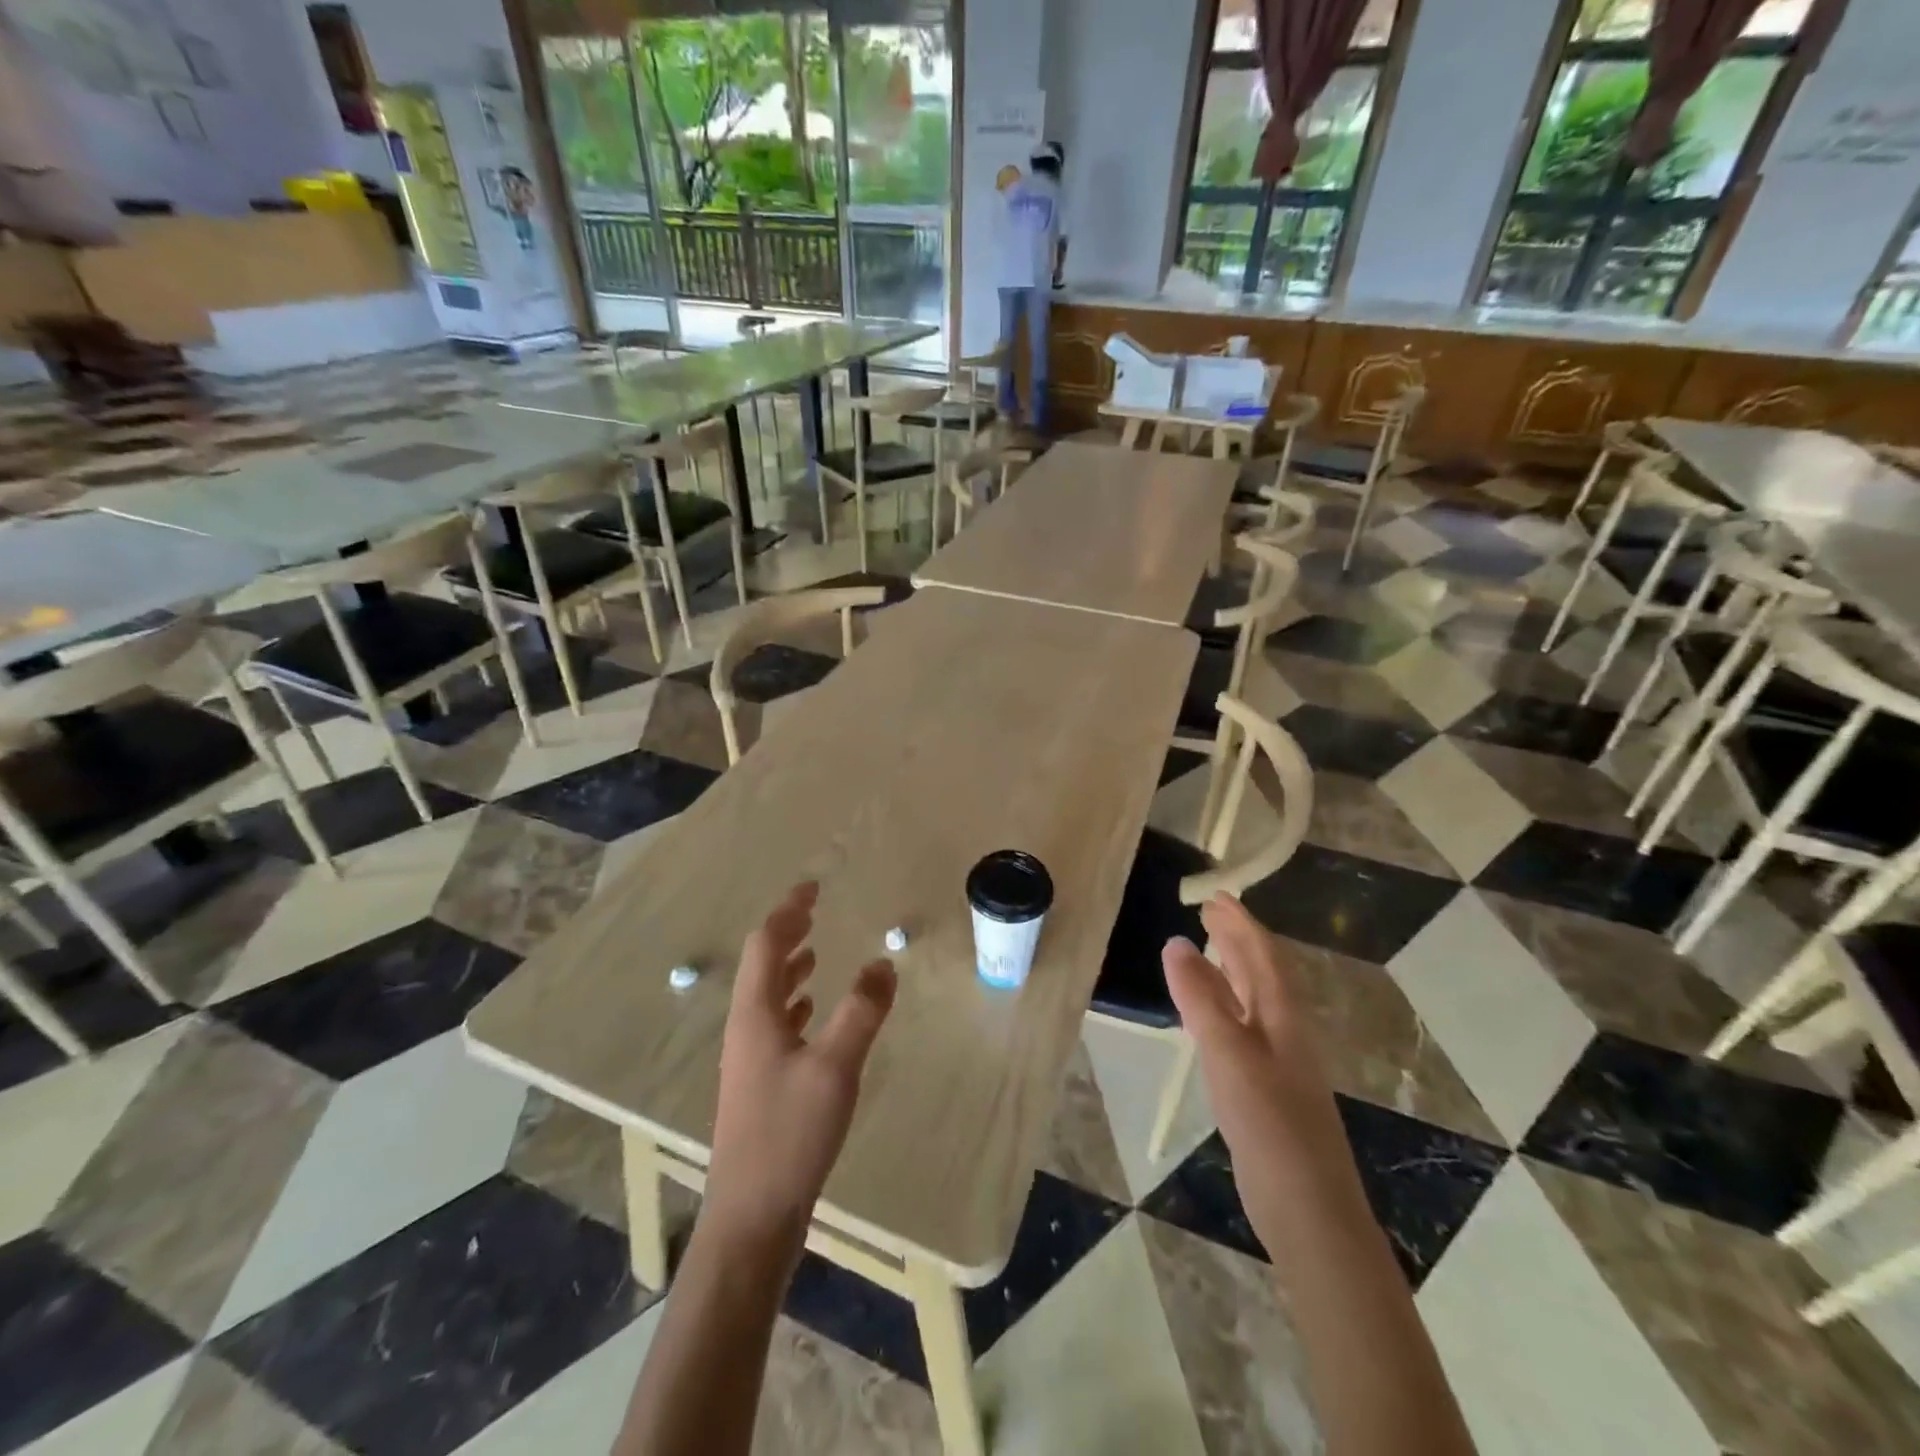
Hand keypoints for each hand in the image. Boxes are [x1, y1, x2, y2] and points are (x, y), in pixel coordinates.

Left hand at [706, 883, 897, 1257]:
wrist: (751, 1218)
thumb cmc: (790, 1134)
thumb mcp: (835, 1067)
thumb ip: (862, 1012)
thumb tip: (884, 963)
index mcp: (755, 1014)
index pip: (765, 944)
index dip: (787, 911)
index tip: (811, 887)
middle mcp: (746, 1029)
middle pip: (761, 965)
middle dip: (787, 934)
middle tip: (813, 911)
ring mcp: (750, 1059)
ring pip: (767, 996)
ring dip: (789, 968)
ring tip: (815, 953)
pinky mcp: (760, 1084)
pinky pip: (775, 1024)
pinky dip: (794, 1003)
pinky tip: (811, 1013)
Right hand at [1162, 894, 1364, 1247]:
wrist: (1309, 1210)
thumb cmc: (1270, 1124)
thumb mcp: (1228, 1054)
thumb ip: (1199, 998)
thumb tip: (1175, 942)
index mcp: (1283, 1016)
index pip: (1262, 954)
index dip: (1240, 922)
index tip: (1215, 895)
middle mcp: (1284, 1031)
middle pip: (1261, 972)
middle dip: (1236, 939)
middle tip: (1208, 912)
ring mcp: (1276, 1062)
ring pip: (1251, 1000)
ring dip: (1229, 970)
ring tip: (1202, 949)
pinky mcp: (1264, 1089)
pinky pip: (1241, 1028)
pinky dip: (1222, 1007)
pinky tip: (1206, 1016)